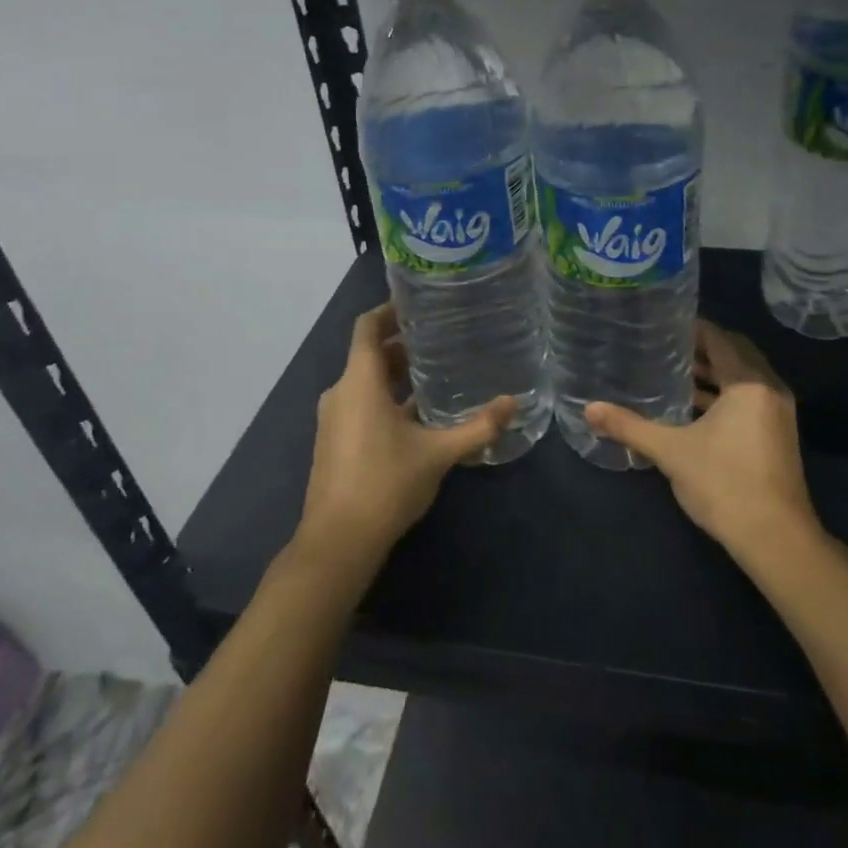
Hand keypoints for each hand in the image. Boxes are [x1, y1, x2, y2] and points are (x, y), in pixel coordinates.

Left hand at [298, 302, 513, 563]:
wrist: (338, 542)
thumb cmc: (385, 484)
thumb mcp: (438, 454)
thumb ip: (478, 427)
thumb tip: (513, 404)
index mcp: (359, 383)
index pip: (367, 327)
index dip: (389, 310)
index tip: (418, 304)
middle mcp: (340, 393)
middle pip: (368, 354)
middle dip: (401, 344)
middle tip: (441, 338)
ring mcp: (334, 419)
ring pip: (365, 381)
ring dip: (395, 374)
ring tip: (436, 372)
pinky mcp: (335, 442)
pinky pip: (360, 404)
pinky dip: (386, 397)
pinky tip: (418, 414)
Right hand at [586, 320, 819, 561]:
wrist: (776, 539)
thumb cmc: (725, 484)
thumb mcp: (671, 452)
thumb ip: (630, 427)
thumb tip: (589, 409)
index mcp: (749, 382)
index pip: (719, 339)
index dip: (692, 329)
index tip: (662, 325)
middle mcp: (769, 389)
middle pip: (735, 354)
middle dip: (702, 349)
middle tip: (665, 346)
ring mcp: (778, 413)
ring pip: (743, 379)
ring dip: (713, 374)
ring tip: (673, 373)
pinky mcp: (778, 435)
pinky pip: (749, 399)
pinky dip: (724, 396)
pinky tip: (694, 409)